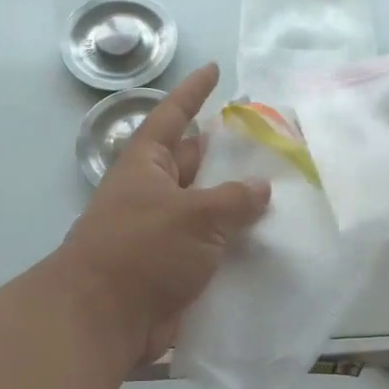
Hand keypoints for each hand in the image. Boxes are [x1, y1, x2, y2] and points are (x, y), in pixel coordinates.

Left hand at [59, 63, 270, 361]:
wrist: (104, 319)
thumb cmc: (142, 250)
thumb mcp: (194, 215)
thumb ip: (233, 199)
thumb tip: (260, 188)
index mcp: (147, 166)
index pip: (172, 116)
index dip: (193, 92)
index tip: (214, 70)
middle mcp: (154, 193)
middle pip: (195, 162)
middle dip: (226, 151)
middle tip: (268, 139)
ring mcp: (163, 232)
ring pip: (208, 208)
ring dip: (238, 203)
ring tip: (283, 189)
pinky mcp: (174, 268)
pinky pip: (211, 247)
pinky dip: (236, 244)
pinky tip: (271, 243)